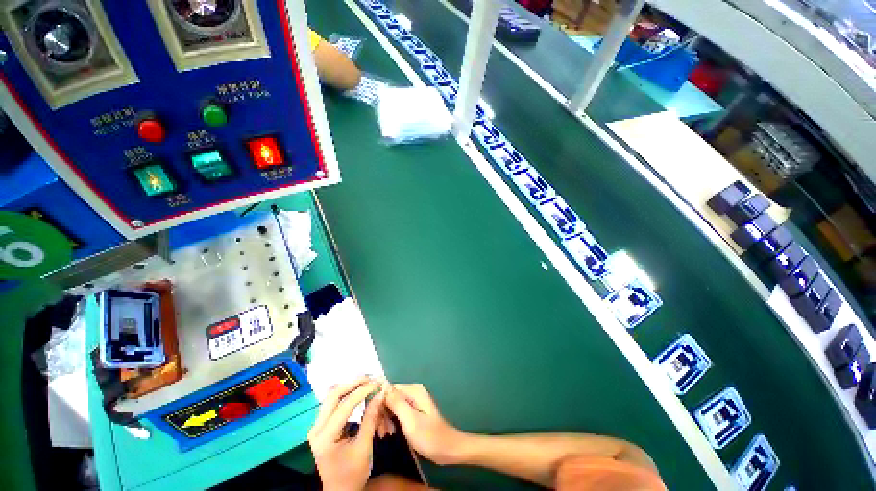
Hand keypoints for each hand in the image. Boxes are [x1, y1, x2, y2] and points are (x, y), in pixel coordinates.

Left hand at [309, 378, 384, 490]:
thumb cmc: (353, 474)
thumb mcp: (364, 448)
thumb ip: (371, 419)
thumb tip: (380, 394)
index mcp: (325, 437)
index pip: (344, 405)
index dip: (362, 391)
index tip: (377, 383)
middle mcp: (316, 428)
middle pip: (333, 395)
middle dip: (353, 384)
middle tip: (370, 378)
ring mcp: (317, 426)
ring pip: (332, 397)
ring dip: (350, 387)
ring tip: (367, 382)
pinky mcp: (322, 426)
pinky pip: (333, 404)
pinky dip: (347, 395)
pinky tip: (359, 392)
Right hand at [384, 384, 466, 464]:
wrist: (447, 449)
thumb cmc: (429, 436)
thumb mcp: (410, 420)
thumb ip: (396, 403)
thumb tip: (383, 387)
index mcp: (414, 390)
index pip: (389, 389)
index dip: (379, 403)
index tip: (374, 420)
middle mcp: (413, 392)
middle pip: (390, 397)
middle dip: (382, 413)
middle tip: (379, 432)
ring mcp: (414, 401)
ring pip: (392, 405)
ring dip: (385, 419)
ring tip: (383, 434)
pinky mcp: (413, 411)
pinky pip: (397, 411)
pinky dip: (392, 421)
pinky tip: (389, 433)